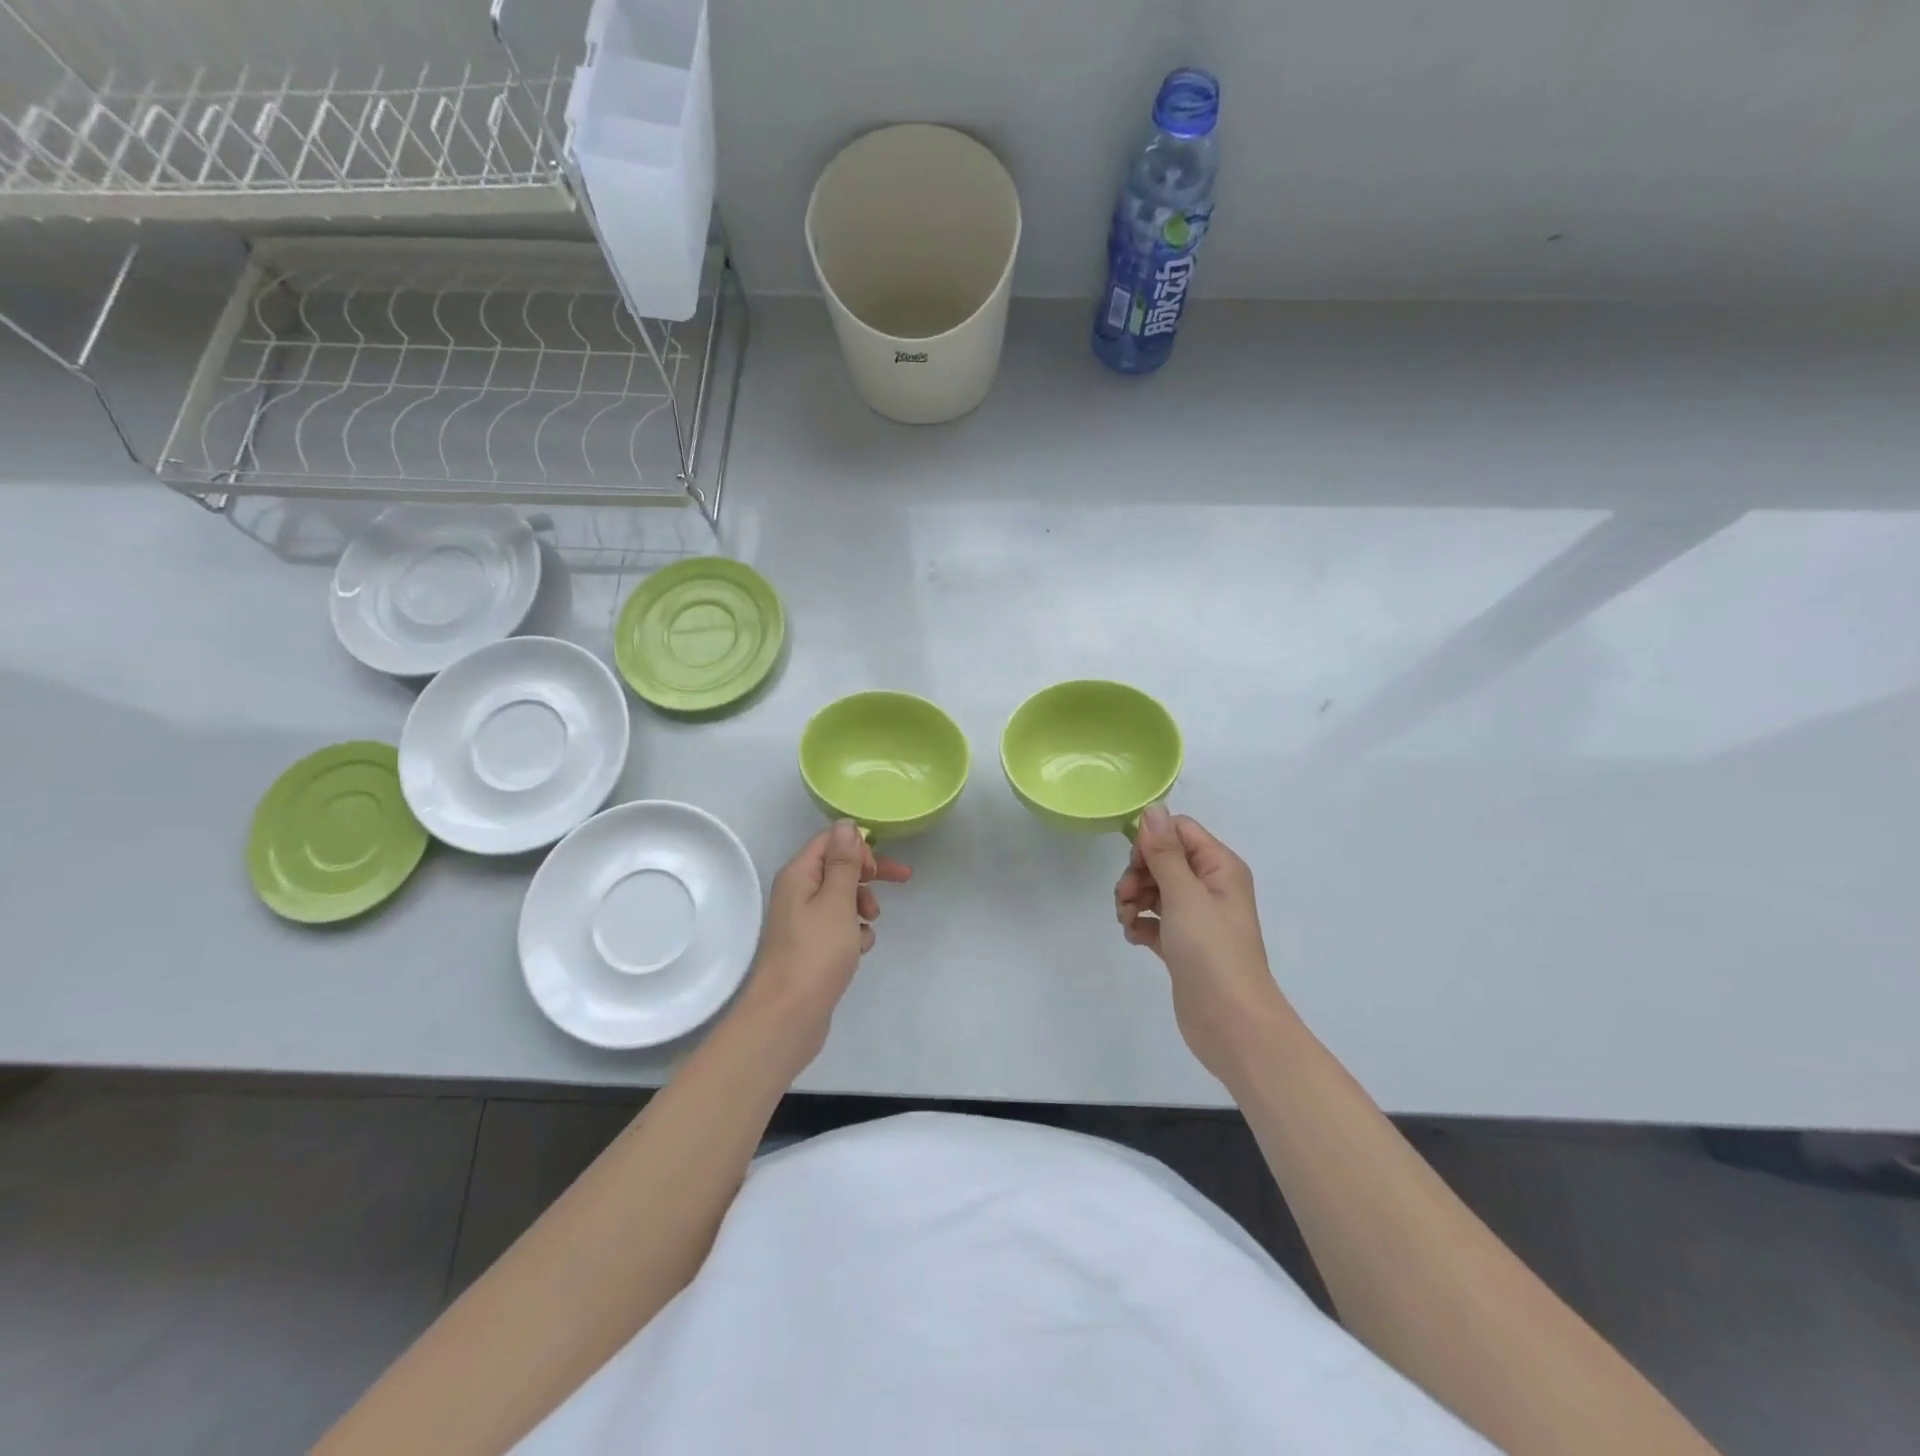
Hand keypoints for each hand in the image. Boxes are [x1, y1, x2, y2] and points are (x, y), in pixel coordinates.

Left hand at [735, 820, 910, 1074]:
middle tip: (901, 881)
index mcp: (798, 875)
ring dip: (862, 904)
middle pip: (838, 868)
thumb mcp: (837, 901)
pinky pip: (838, 926)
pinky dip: (854, 931)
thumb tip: (845, 825)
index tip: (881, 867)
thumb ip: (844, 862)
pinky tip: (860, 948)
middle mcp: (796, 893)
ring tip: (870, 924)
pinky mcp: (810, 947)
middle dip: (869, 874)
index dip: (859, 847)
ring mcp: (802, 922)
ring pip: (841, 898)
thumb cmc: (815, 953)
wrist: (787, 1017)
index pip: (829, 841)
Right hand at [1115, 805, 1293, 1084]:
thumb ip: (1165, 851)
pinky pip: (1154, 921)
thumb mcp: (1184, 894)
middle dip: (1138, 874)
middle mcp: (1211, 887)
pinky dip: (1140, 924)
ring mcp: (1197, 918)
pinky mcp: (1183, 946)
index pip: (1179, 831)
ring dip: (1134, 899)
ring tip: (1127, 920)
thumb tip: (1154, 808)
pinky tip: (1134, 937)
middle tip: (1126, 897)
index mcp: (1219, 867)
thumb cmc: (1212, 951)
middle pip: (1163, 860)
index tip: (1135, 864)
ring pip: (1155, 890)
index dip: (1152, 841)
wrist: (1232, 1024)